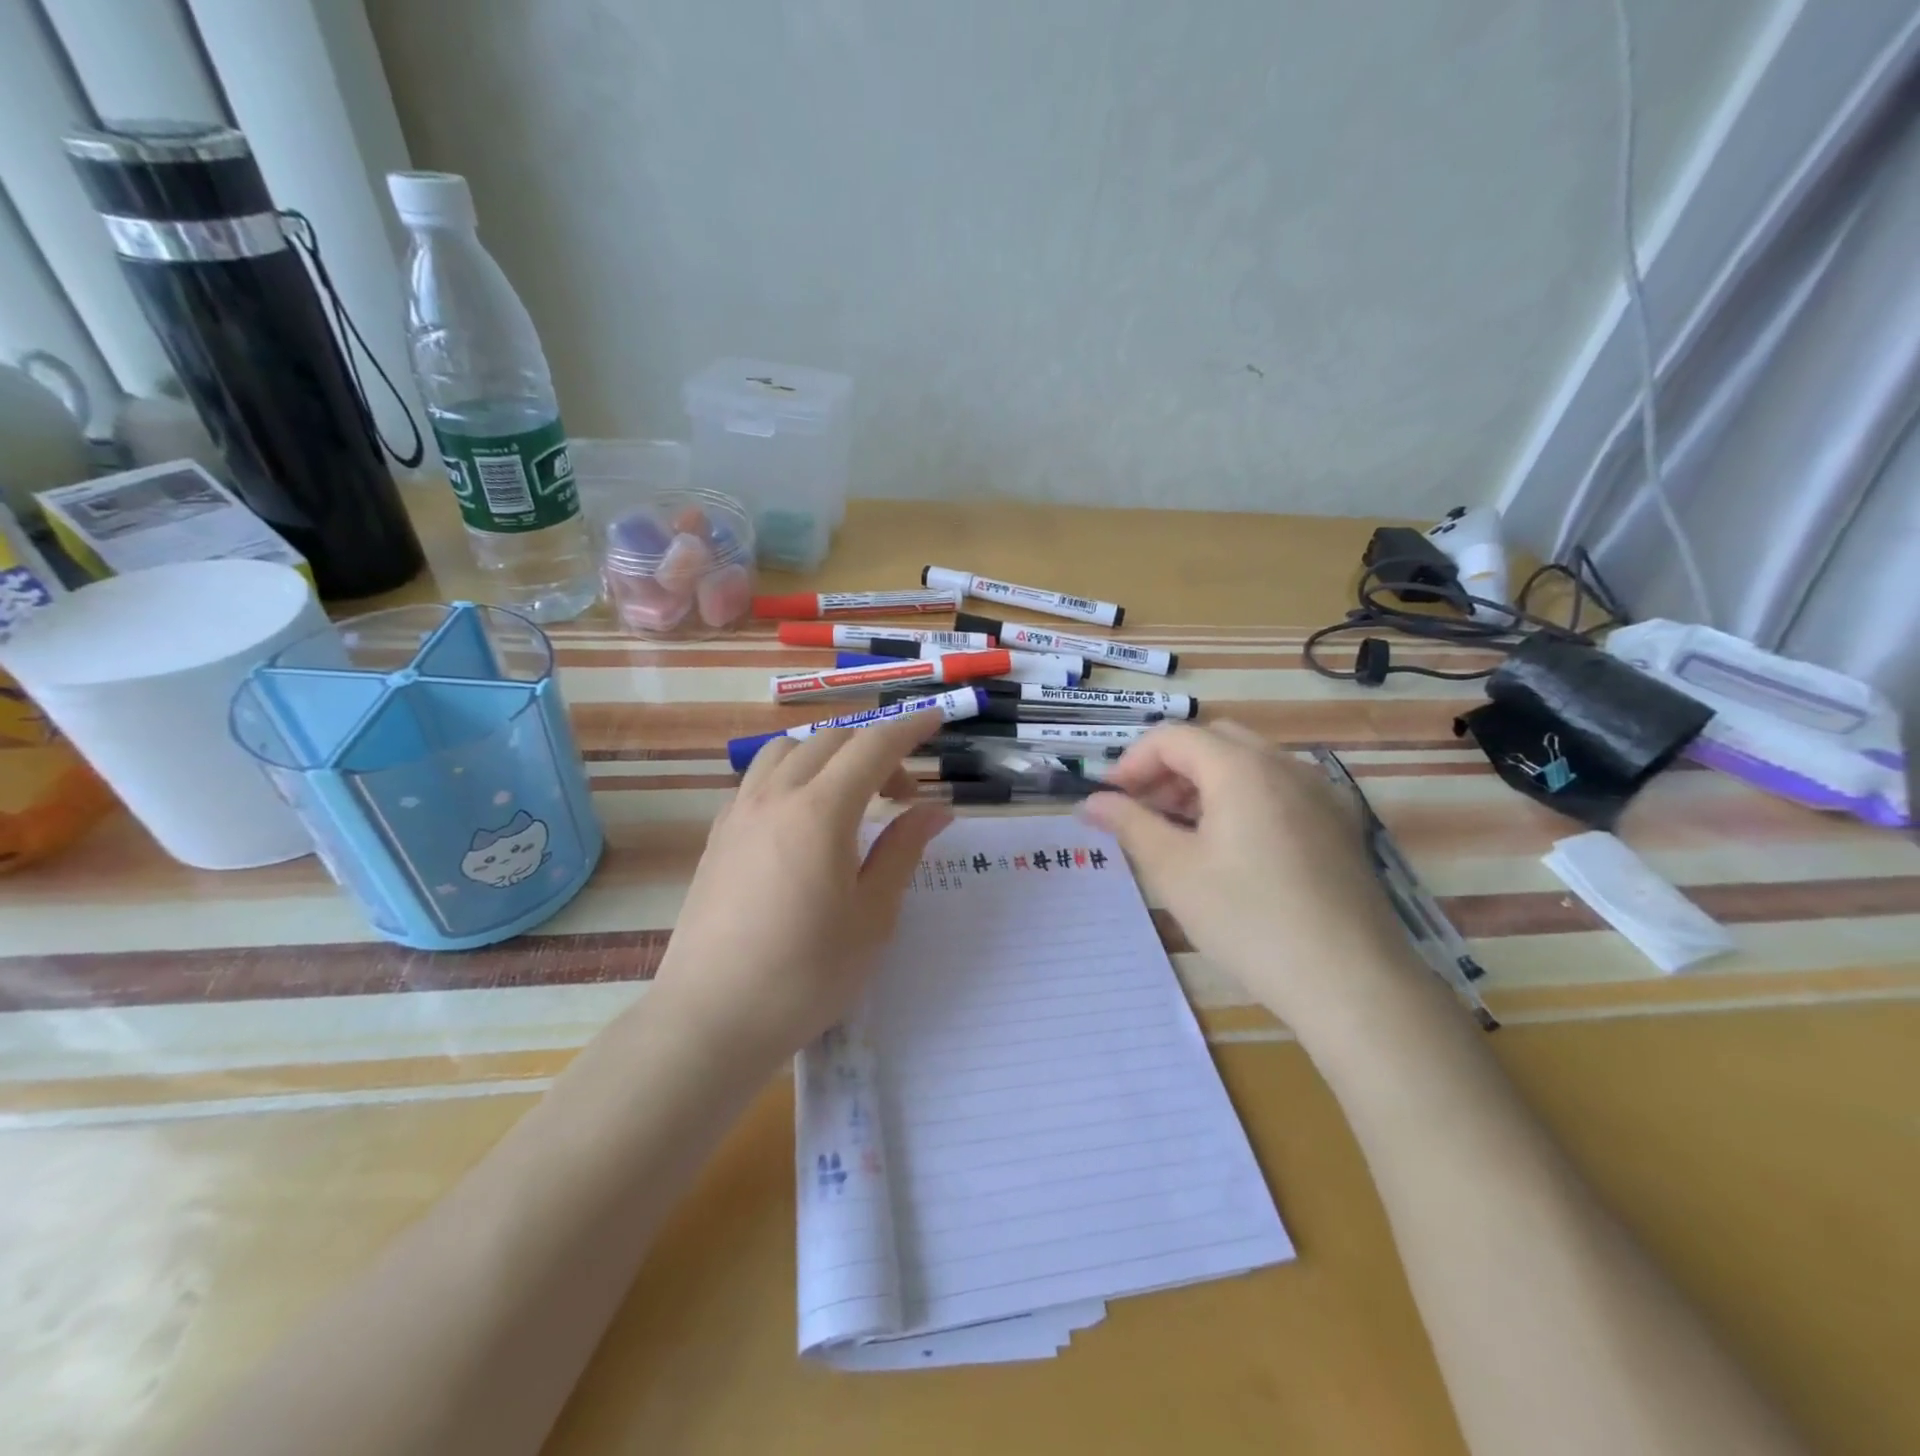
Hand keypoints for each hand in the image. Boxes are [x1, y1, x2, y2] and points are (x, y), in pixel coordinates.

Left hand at [650, 711, 951, 1071]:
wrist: (710, 1019)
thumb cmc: (805, 975)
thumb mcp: (872, 917)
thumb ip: (903, 851)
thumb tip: (935, 810)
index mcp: (820, 812)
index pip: (873, 746)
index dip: (909, 728)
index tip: (936, 720)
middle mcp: (775, 797)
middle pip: (830, 740)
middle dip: (875, 749)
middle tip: (903, 795)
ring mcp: (738, 814)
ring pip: (787, 752)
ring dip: (828, 756)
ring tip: (850, 798)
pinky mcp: (717, 836)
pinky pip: (759, 780)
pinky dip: (792, 777)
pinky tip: (803, 821)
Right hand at [1080, 722, 1421, 1039]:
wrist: (1351, 981)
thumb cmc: (1248, 920)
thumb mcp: (1174, 871)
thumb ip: (1129, 824)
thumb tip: (1093, 802)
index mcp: (1242, 768)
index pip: (1173, 738)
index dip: (1131, 762)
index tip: (1108, 800)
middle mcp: (1285, 765)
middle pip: (1213, 741)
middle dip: (1169, 767)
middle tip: (1143, 810)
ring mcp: (1320, 793)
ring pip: (1249, 763)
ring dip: (1205, 782)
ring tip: (1181, 831)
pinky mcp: (1339, 824)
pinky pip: (1279, 789)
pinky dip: (1242, 799)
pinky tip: (1231, 848)